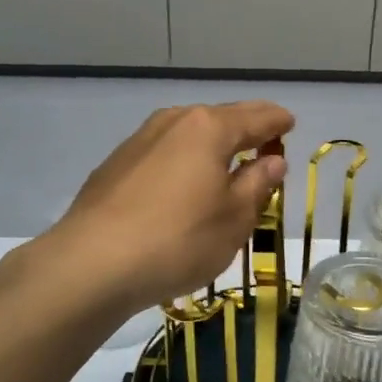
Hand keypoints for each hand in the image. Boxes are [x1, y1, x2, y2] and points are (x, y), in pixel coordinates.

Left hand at [43, 103, 293, 315]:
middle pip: (220, 119)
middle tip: (264, 144)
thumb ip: (257, 184)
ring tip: (225, 167)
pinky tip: (182, 188)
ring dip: (211, 147)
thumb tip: (272, 160)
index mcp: (209, 127)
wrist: (91, 264)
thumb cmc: (178, 240)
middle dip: (245, 130)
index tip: (290, 125)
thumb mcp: (234, 219)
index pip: (257, 117)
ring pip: (187, 136)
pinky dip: (182, 163)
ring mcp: (138, 141)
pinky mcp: (114, 167)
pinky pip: (163, 155)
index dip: (278, 122)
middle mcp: (173, 122)